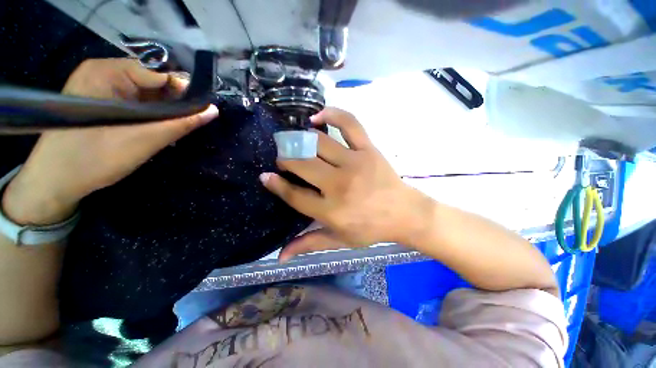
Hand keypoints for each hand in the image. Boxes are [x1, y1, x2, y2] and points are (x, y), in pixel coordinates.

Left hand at [2, 59, 218, 224]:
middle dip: (173, 103)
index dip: (182, 92)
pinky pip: (135, 101)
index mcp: (107, 72)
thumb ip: (181, 123)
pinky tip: (153, 129)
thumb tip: (212, 110)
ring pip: (146, 93)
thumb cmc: (93, 159)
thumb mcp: (144, 140)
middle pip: (153, 82)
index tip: (199, 113)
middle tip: (184, 125)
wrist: (54, 181)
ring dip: (162, 111)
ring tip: (169, 130)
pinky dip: (150, 115)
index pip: (159, 73)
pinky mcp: (101, 100)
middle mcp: (103, 72)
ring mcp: (100, 86)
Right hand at [260, 108, 432, 261]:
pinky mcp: (368, 150)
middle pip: (302, 165)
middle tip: (282, 158)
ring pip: (318, 143)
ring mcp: (354, 163)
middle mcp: (339, 185)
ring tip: (294, 141)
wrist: (404, 213)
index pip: (294, 195)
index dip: (276, 184)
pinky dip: (332, 114)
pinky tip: (317, 117)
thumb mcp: (339, 241)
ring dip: (300, 140)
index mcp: (331, 210)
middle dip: (285, 159)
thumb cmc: (370, 228)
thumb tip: (280, 256)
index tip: (266, 176)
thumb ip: (309, 244)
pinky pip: (349, 124)